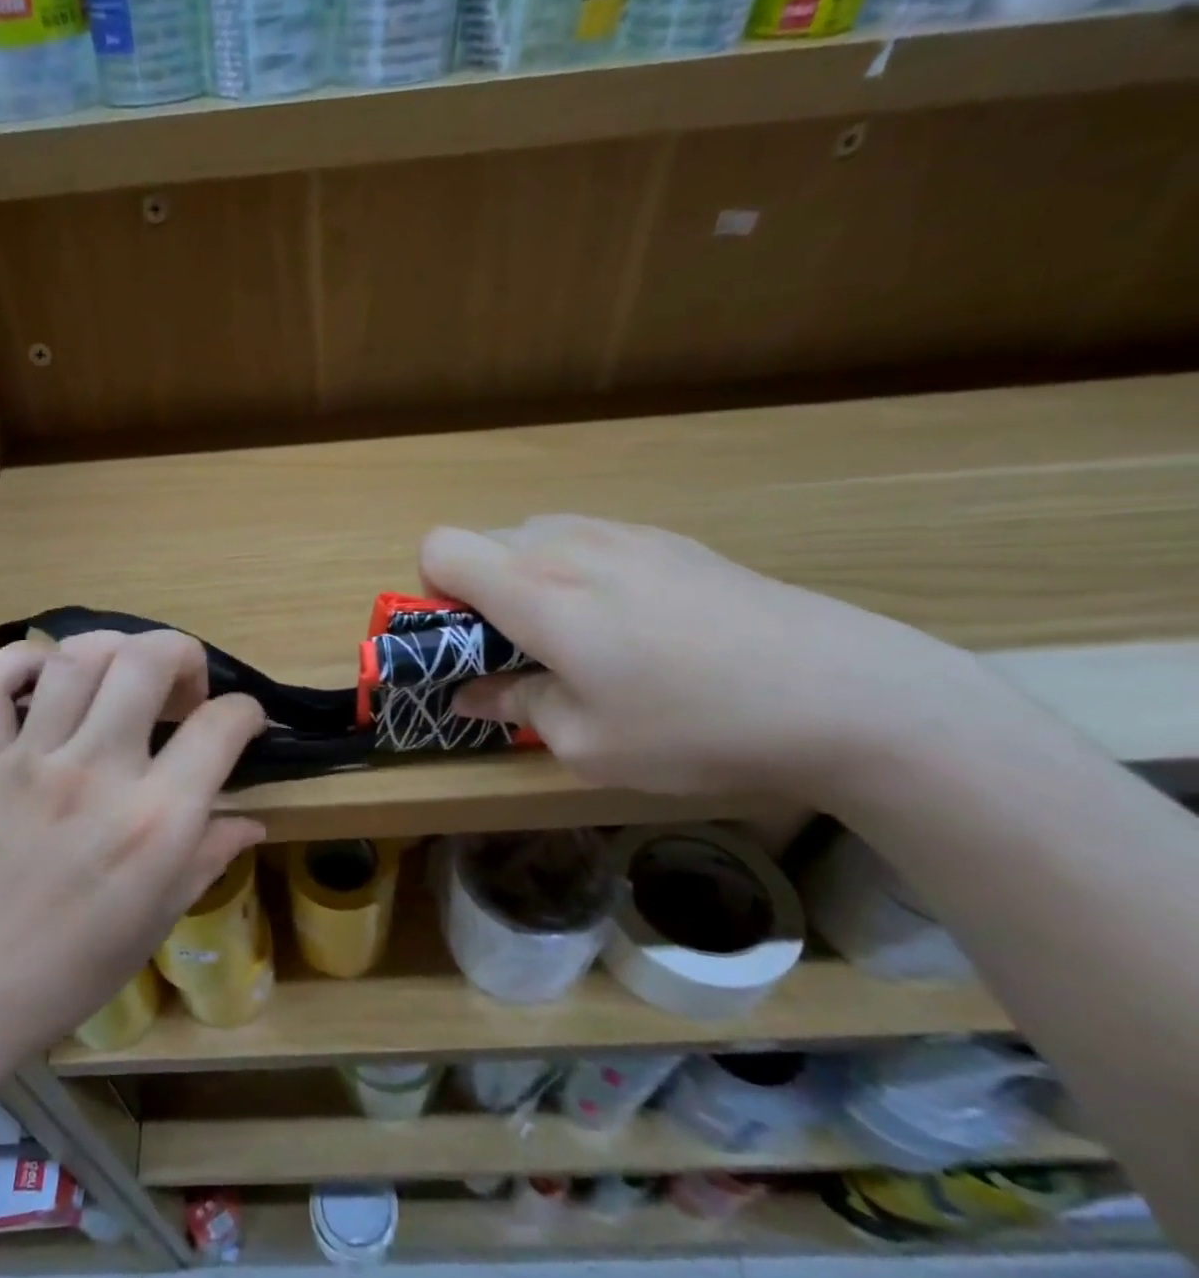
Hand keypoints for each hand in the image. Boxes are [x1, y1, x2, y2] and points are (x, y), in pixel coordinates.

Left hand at [0, 631, 265, 1071]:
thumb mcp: (160, 917)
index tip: (243, 721)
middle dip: (183, 653)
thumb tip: (252, 821)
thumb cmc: (74, 969)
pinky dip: (20, 661)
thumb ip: (210, 855)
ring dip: (114, 649)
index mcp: (155, 821)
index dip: (245, 711)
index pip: (220, 726)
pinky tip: (47, 677)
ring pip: (76, 658)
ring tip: (124, 675)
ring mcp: (31, 762)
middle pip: (147, 661)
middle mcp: (97, 774)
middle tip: (184, 687)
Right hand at [422, 517, 976, 799]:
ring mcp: (626, 534)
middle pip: (484, 541)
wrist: (845, 693)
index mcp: (535, 591)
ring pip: (538, 537)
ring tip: (577, 640)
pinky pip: (591, 542)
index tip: (467, 644)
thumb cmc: (691, 726)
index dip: (433, 595)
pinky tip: (635, 628)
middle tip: (519, 653)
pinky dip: (579, 575)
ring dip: (528, 582)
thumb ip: (512, 705)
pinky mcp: (672, 540)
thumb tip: (472, 692)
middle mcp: (570, 545)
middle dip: (478, 593)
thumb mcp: (583, 742)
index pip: (439, 548)